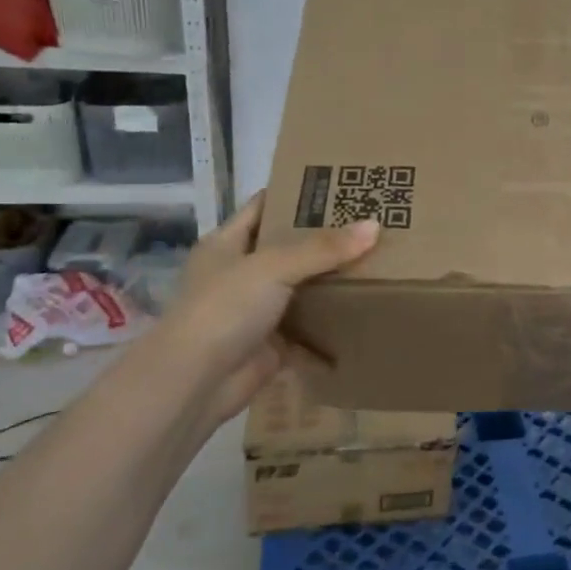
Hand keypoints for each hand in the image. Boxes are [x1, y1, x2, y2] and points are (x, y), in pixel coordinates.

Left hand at [150, 190, 378, 425]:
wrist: (194, 383)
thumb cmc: (224, 309)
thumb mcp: (273, 268)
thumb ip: (323, 249)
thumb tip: (375, 226)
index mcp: (227, 244)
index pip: (264, 207)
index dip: (296, 194)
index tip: (339, 186)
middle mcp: (240, 274)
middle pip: (288, 250)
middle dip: (325, 242)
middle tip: (370, 226)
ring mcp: (255, 312)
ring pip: (300, 292)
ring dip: (331, 287)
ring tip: (376, 268)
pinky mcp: (270, 347)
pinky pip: (307, 336)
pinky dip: (330, 335)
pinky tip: (364, 323)